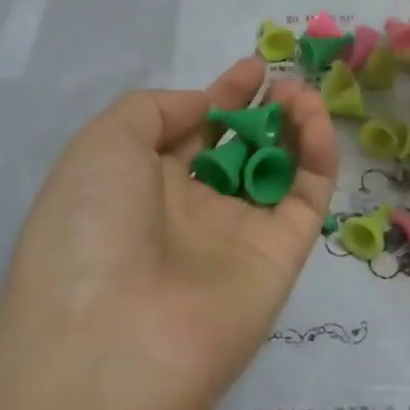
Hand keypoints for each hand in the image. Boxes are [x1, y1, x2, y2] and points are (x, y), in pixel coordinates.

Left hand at [0, 56, 337, 409]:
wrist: (114, 341)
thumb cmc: (92, 226)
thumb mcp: (102, 144)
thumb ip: (154, 110)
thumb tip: (203, 108)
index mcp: (138, 187)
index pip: (188, 133)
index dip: (219, 98)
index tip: (251, 69)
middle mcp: (187, 211)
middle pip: (235, 150)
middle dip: (259, 112)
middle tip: (281, 79)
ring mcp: (236, 236)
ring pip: (276, 170)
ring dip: (292, 127)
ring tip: (300, 93)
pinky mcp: (281, 256)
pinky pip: (305, 196)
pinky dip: (316, 154)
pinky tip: (312, 117)